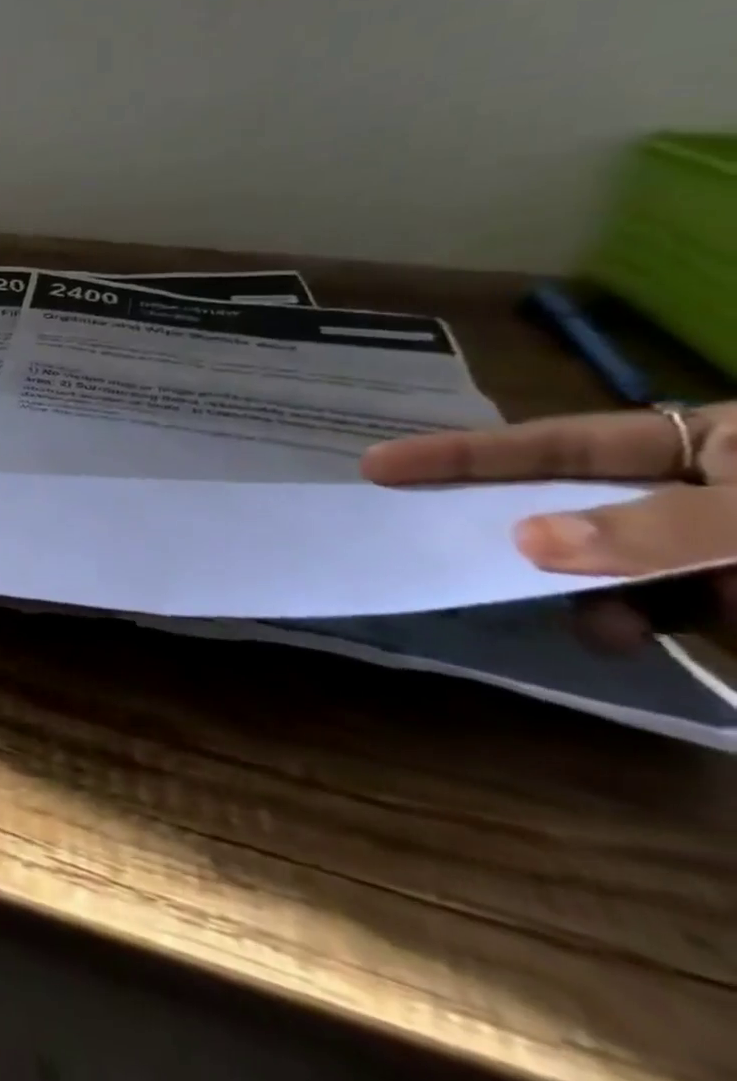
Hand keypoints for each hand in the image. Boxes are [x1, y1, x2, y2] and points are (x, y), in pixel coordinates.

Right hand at [361, 403, 736, 646]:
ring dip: (577, 591)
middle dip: (508, 525)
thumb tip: (524, 541)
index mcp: (710, 441)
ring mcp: (703, 549)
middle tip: (421, 533)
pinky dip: (618, 624)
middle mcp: (689, 488)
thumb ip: (656, 529)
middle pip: (564, 499)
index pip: (559, 443)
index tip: (377, 465)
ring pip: (595, 562)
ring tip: (596, 622)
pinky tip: (622, 640)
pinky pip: (636, 607)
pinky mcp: (720, 606)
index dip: (465, 453)